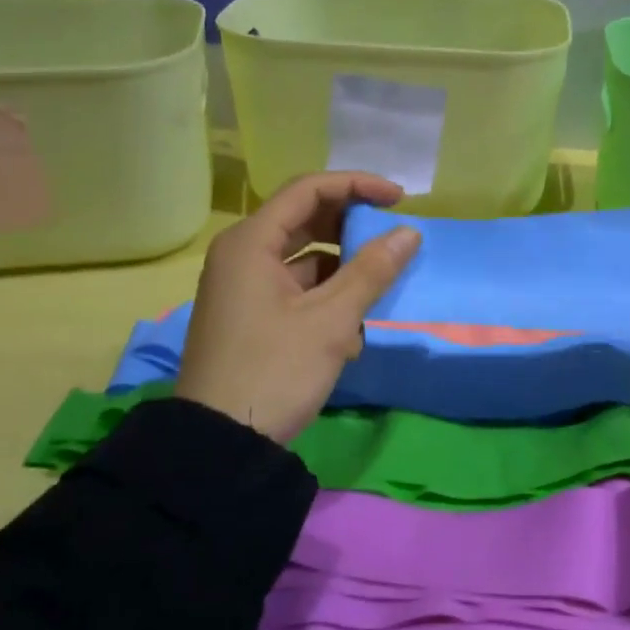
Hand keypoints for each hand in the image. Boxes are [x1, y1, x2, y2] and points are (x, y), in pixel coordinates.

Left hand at [175, 172, 419, 443]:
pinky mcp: (250, 316)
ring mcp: (242, 288)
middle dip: (351, 229)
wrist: (221, 443)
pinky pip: (294, 290)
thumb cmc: (275, 370)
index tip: (399, 199)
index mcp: (251, 243)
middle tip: (392, 239)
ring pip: (303, 259)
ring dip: (342, 271)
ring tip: (376, 295)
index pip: (309, 190)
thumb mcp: (331, 320)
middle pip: (304, 221)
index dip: (357, 186)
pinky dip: (325, 299)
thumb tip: (408, 233)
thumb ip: (372, 271)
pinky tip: (350, 331)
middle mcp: (241, 255)